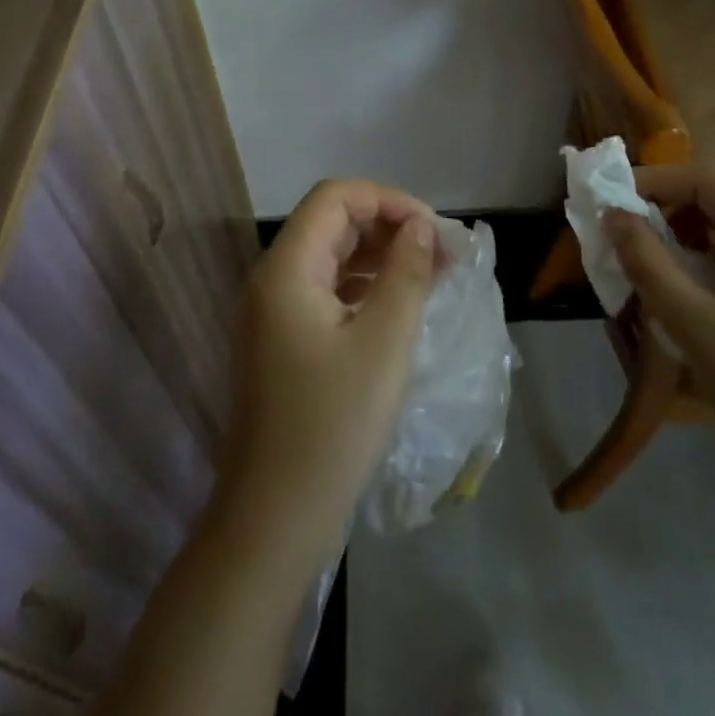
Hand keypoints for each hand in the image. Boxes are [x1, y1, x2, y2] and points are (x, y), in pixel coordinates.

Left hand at [213, 179, 439, 575]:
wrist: (274, 518)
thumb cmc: (333, 426)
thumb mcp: (383, 343)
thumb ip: (406, 273)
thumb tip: (420, 227)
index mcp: (286, 268)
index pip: (336, 197)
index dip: (388, 200)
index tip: (434, 231)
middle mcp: (272, 280)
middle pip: (331, 224)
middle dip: (388, 227)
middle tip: (442, 255)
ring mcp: (273, 313)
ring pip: (330, 258)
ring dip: (379, 257)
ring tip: (431, 276)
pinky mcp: (282, 342)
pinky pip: (325, 293)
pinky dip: (363, 288)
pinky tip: (399, 308)